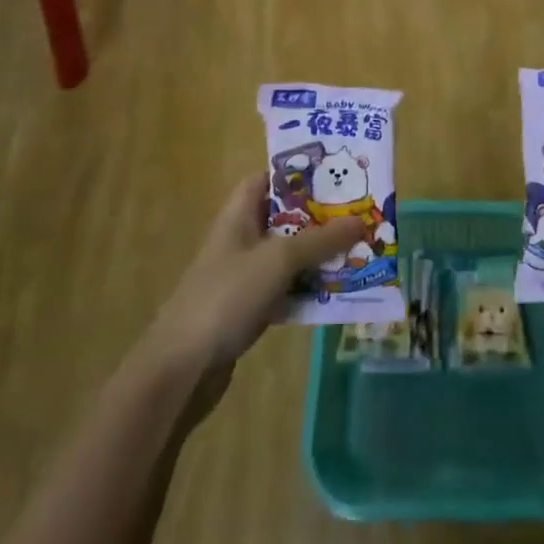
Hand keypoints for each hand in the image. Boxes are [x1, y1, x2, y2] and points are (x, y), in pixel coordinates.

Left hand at [144, 175, 364, 420]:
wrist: (181, 370)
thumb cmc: (227, 297)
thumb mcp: (278, 260)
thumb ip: (321, 240)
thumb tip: (362, 221)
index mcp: (239, 215)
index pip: (268, 179)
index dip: (298, 173)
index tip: (336, 173)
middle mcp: (241, 239)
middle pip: (286, 217)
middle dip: (321, 216)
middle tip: (361, 213)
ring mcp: (244, 275)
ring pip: (290, 254)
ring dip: (320, 254)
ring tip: (361, 249)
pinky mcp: (249, 308)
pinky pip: (287, 287)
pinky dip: (310, 287)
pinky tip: (339, 291)